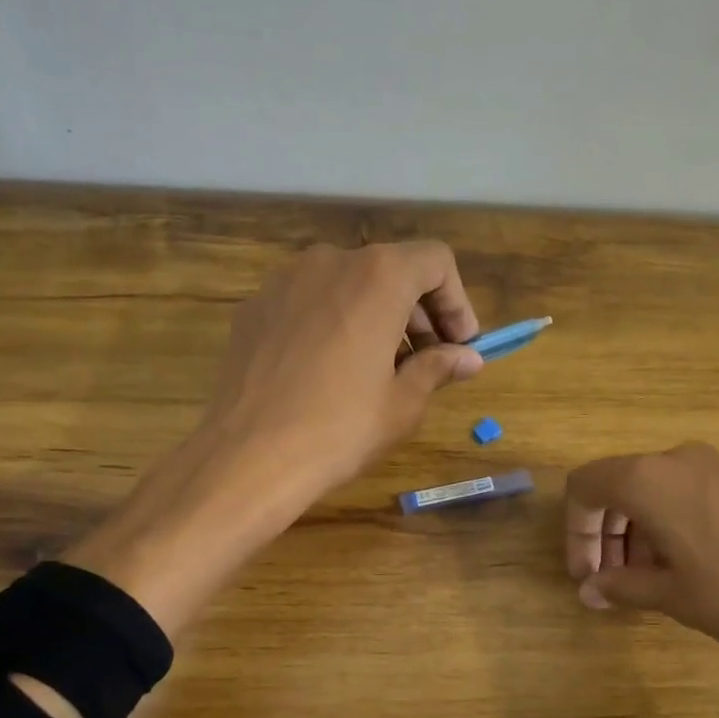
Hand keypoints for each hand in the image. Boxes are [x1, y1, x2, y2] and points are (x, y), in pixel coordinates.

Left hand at [64, 242, 482, 635]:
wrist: (250, 456)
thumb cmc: (341, 428)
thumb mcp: (403, 403)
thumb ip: (439, 367)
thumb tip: (469, 358)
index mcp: (378, 276)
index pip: (435, 262)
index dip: (457, 302)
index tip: (461, 346)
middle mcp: (330, 261)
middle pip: (390, 270)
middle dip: (417, 312)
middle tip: (427, 362)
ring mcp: (285, 281)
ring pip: (347, 284)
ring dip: (375, 316)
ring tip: (378, 369)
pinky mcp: (254, 307)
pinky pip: (309, 303)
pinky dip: (333, 323)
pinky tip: (329, 371)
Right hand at [565, 442, 718, 717]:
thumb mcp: (675, 596)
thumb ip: (622, 587)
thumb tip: (589, 590)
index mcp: (650, 480)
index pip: (584, 487)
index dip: (575, 532)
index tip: (587, 575)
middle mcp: (677, 461)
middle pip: (616, 487)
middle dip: (603, 535)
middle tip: (610, 583)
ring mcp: (715, 467)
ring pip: (651, 491)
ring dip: (635, 533)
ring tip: (648, 582)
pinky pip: (683, 494)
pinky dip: (667, 525)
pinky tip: (686, 567)